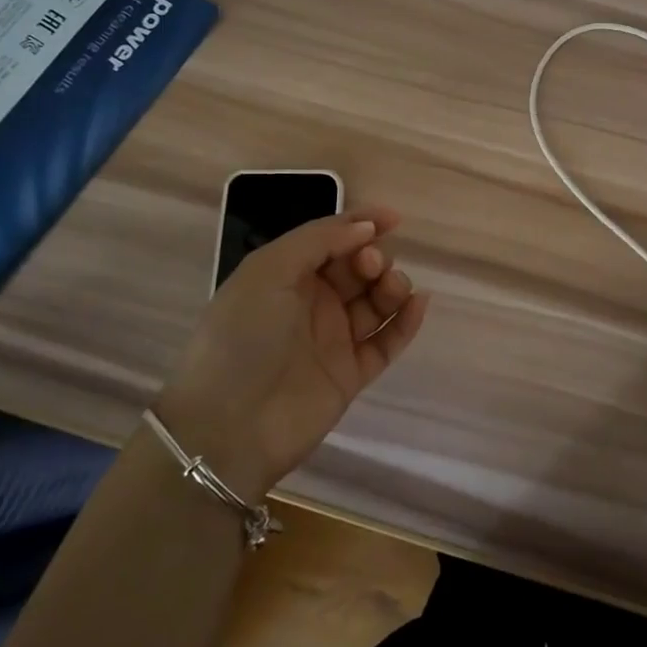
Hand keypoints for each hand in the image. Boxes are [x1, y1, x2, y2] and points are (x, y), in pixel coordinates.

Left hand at [156, 207, 429, 498]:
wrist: (228, 427)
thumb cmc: (242, 337)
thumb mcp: (269, 271)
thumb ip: (319, 240)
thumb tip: (366, 228)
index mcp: (286, 275)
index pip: (331, 239)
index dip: (361, 224)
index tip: (393, 219)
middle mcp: (312, 303)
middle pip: (358, 268)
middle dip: (373, 257)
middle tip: (370, 266)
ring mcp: (333, 339)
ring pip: (377, 301)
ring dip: (392, 285)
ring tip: (391, 288)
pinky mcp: (352, 373)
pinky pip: (388, 341)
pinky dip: (406, 321)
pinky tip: (418, 303)